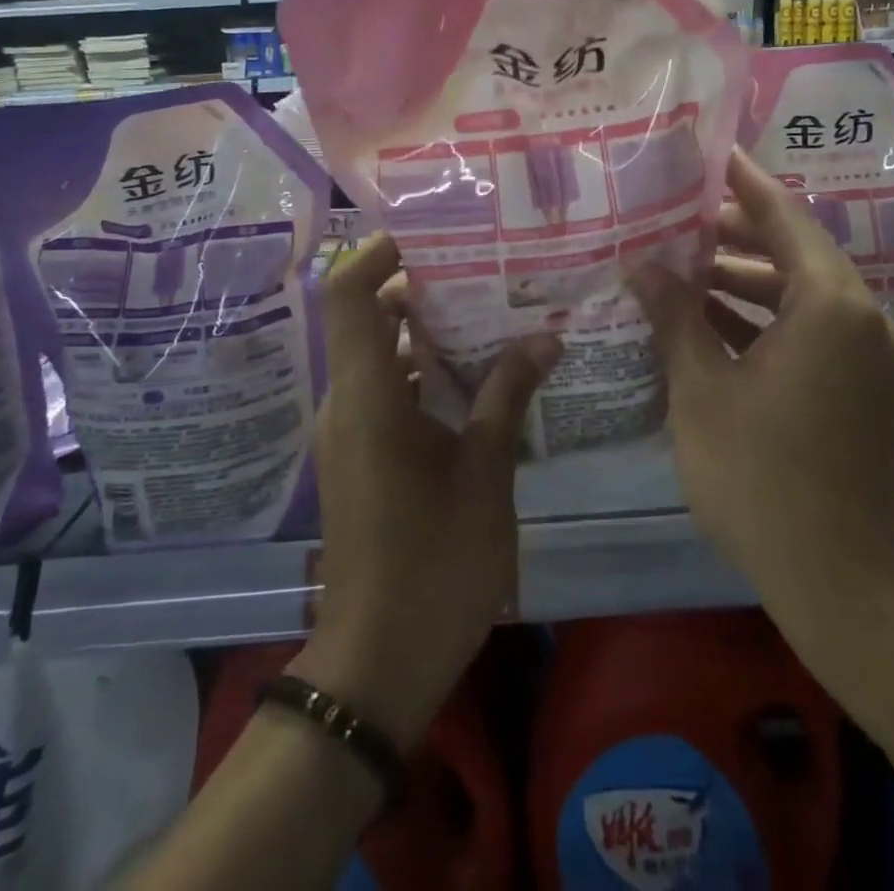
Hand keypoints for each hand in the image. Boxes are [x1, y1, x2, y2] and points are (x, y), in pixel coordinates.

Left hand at [296, 232, 558, 748]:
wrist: (379, 661)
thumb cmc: (434, 561)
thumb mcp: (484, 473)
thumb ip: (508, 396)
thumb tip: (545, 338)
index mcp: (368, 395)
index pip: (350, 294)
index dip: (380, 252)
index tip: (434, 232)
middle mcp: (349, 402)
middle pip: (370, 318)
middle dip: (424, 288)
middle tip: (486, 269)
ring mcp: (353, 432)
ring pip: (384, 357)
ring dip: (430, 334)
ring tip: (495, 313)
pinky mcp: (363, 457)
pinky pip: (391, 392)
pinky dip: (428, 374)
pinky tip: (484, 378)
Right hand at [629, 149, 893, 641]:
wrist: (835, 579)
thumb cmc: (759, 476)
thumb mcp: (702, 388)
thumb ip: (674, 315)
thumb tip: (642, 263)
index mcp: (830, 304)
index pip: (783, 217)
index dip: (743, 183)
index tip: (711, 153)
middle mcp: (862, 317)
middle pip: (793, 252)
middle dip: (733, 236)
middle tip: (674, 218)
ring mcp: (867, 355)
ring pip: (799, 294)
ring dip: (744, 281)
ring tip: (681, 269)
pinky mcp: (861, 386)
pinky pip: (809, 330)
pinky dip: (764, 319)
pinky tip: (709, 321)